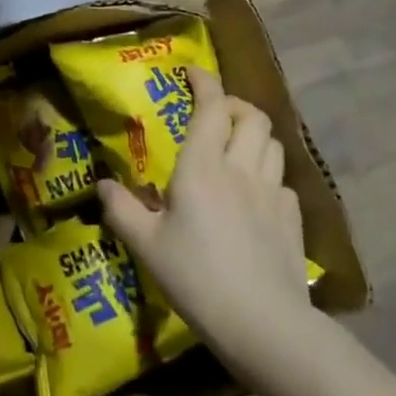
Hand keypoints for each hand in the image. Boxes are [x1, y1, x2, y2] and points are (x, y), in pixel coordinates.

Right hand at [98, 68, 311, 380]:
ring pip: (272, 144)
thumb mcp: (146, 246)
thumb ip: (121, 210)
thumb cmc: (196, 277)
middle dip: (234, 105)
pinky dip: (268, 174)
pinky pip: (283, 181)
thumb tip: (102, 185)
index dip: (204, 81)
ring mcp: (273, 193)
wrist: (263, 323)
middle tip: (214, 114)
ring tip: (236, 148)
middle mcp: (241, 168)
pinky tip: (256, 195)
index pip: (211, 106)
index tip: (191, 72)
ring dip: (254, 135)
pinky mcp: (293, 219)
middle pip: (251, 116)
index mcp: (203, 166)